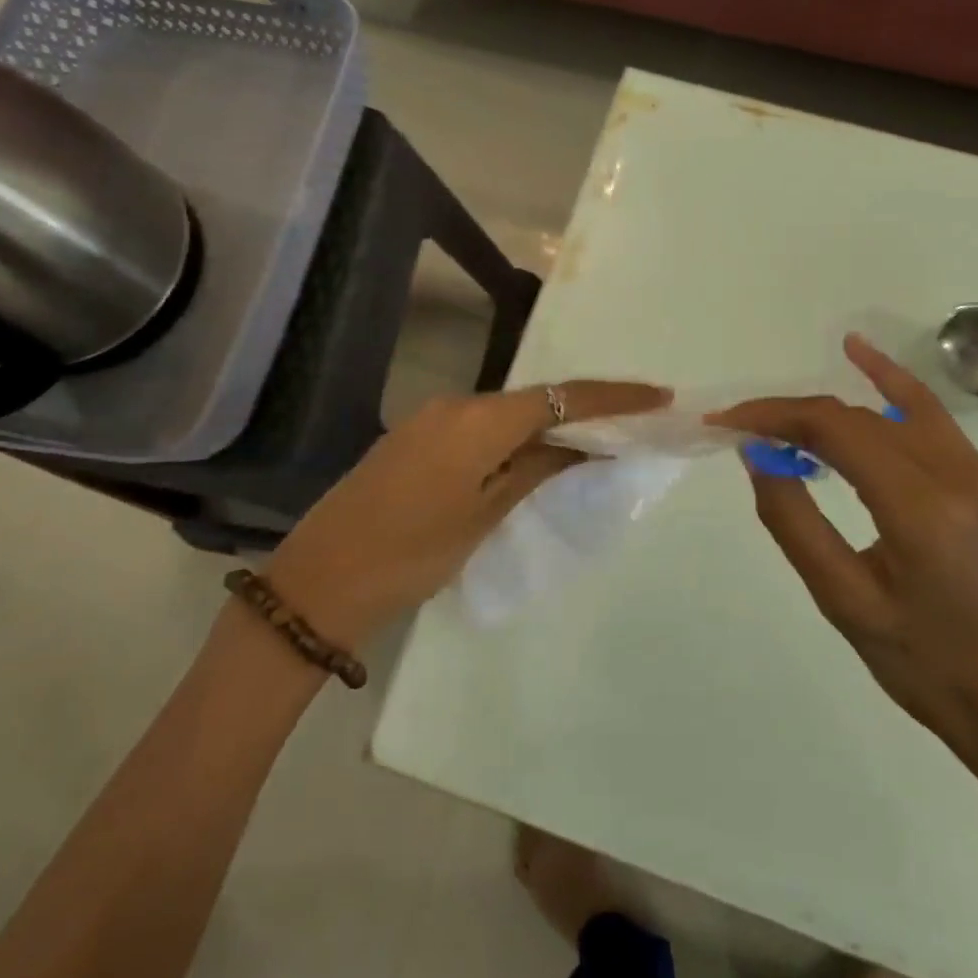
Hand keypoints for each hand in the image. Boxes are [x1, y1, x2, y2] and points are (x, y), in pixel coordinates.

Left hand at [270, 380, 670, 645]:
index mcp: (478, 420)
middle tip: (629, 425)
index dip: (613, 397)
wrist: (319, 580)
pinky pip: (479, 426)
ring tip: (590, 445)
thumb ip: (535, 470)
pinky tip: (532, 457)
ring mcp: (431, 419)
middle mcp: (456, 404)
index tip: (658, 397)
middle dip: (583, 410)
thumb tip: (581, 445)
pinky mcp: (415, 438)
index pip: (561, 397)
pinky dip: (513, 436)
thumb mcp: (484, 516)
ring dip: (548, 425)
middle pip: (535, 399)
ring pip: (506, 413)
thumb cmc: (411, 555)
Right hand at [711, 334, 977, 812]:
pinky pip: (928, 417)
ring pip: (890, 408)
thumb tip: (757, 455)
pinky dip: (889, 386)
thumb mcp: (843, 601)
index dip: (774, 416)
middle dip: (792, 414)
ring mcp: (976, 472)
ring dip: (829, 402)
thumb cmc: (922, 665)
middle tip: (740, 426)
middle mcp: (955, 474)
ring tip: (777, 408)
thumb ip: (794, 521)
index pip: (834, 431)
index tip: (726, 421)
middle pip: (857, 417)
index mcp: (920, 509)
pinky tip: (860, 357)